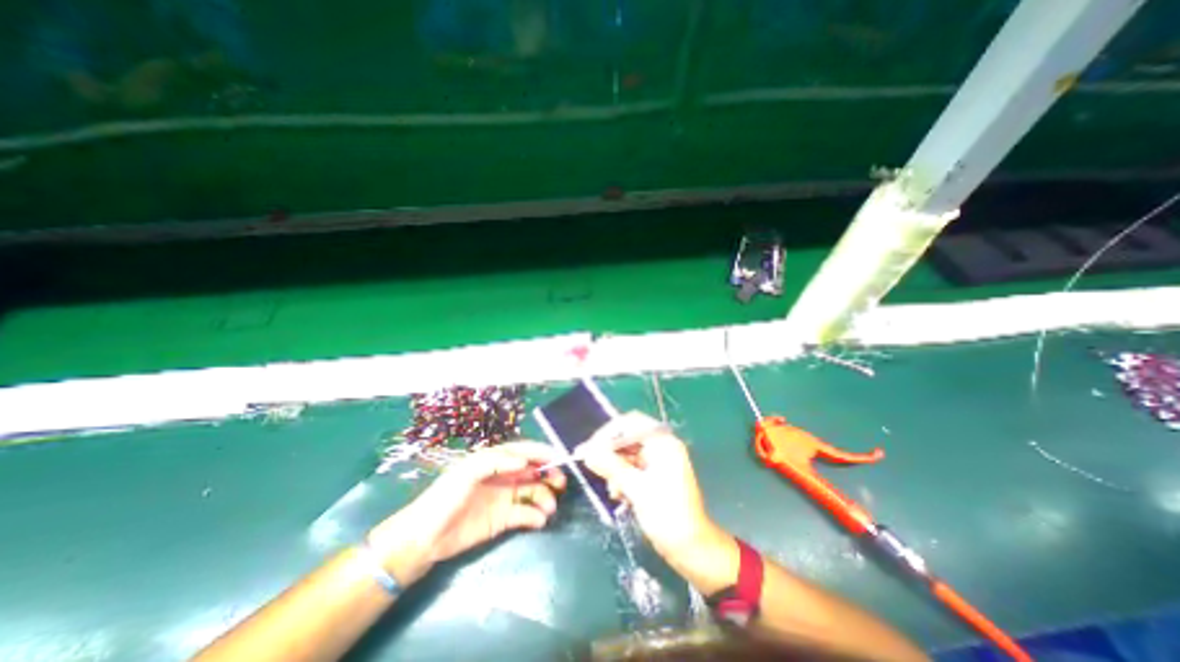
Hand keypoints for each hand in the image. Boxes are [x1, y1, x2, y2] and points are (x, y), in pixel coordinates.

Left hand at [371, 442, 568, 587]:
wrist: (423, 538)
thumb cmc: (444, 498)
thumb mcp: (467, 472)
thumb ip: (495, 462)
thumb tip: (525, 462)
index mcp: (494, 461)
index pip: (523, 451)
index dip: (541, 452)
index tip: (559, 457)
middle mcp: (503, 476)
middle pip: (532, 470)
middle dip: (549, 473)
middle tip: (561, 482)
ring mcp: (503, 498)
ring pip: (532, 492)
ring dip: (545, 497)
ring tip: (550, 508)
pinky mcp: (502, 520)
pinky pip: (525, 514)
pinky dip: (535, 516)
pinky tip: (539, 521)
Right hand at [580, 412, 730, 566]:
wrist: (692, 548)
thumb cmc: (667, 515)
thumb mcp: (636, 489)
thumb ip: (611, 466)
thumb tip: (587, 453)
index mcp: (663, 443)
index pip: (631, 423)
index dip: (608, 432)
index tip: (590, 447)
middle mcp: (661, 446)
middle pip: (628, 438)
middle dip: (610, 453)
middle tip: (590, 465)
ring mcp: (659, 461)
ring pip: (628, 454)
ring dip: (615, 469)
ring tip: (612, 490)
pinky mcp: (655, 475)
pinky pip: (633, 468)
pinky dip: (623, 478)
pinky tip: (619, 496)